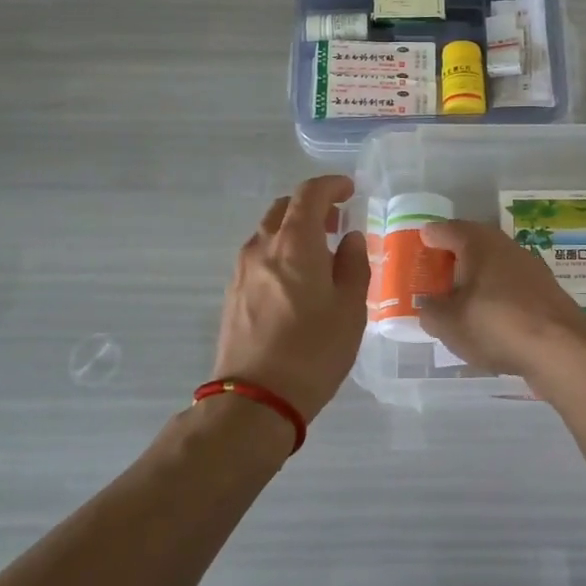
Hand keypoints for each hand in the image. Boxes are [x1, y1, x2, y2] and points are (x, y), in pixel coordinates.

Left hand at [213, 176, 368, 419]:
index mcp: (294, 243)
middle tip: (337, 222)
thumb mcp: (350, 308)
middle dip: (311, 207)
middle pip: (284, 209)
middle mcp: (262, 247)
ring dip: (294, 231)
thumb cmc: (313, 350)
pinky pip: (259, 257)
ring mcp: (241, 270)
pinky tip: (297, 281)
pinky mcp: (232, 293)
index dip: (331, 186)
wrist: (255, 399)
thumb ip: (353, 264)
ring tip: (320, 255)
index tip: (350, 190)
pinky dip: (280, 253)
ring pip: (268, 233)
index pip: (309, 194)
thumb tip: (349, 239)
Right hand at [415, 220, 585, 379]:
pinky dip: (496, 296)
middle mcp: (506, 246)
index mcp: (479, 243)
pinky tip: (489, 319)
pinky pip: (511, 287)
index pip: (447, 229)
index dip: (429, 237)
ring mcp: (531, 268)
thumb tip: (429, 306)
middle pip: (473, 245)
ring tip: (459, 300)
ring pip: (495, 266)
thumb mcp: (449, 323)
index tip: (418, 244)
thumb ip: (431, 312)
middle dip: (453, 258)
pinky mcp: (546, 292)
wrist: (562, 348)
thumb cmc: (496, 324)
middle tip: (434, 275)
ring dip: (477, 278)